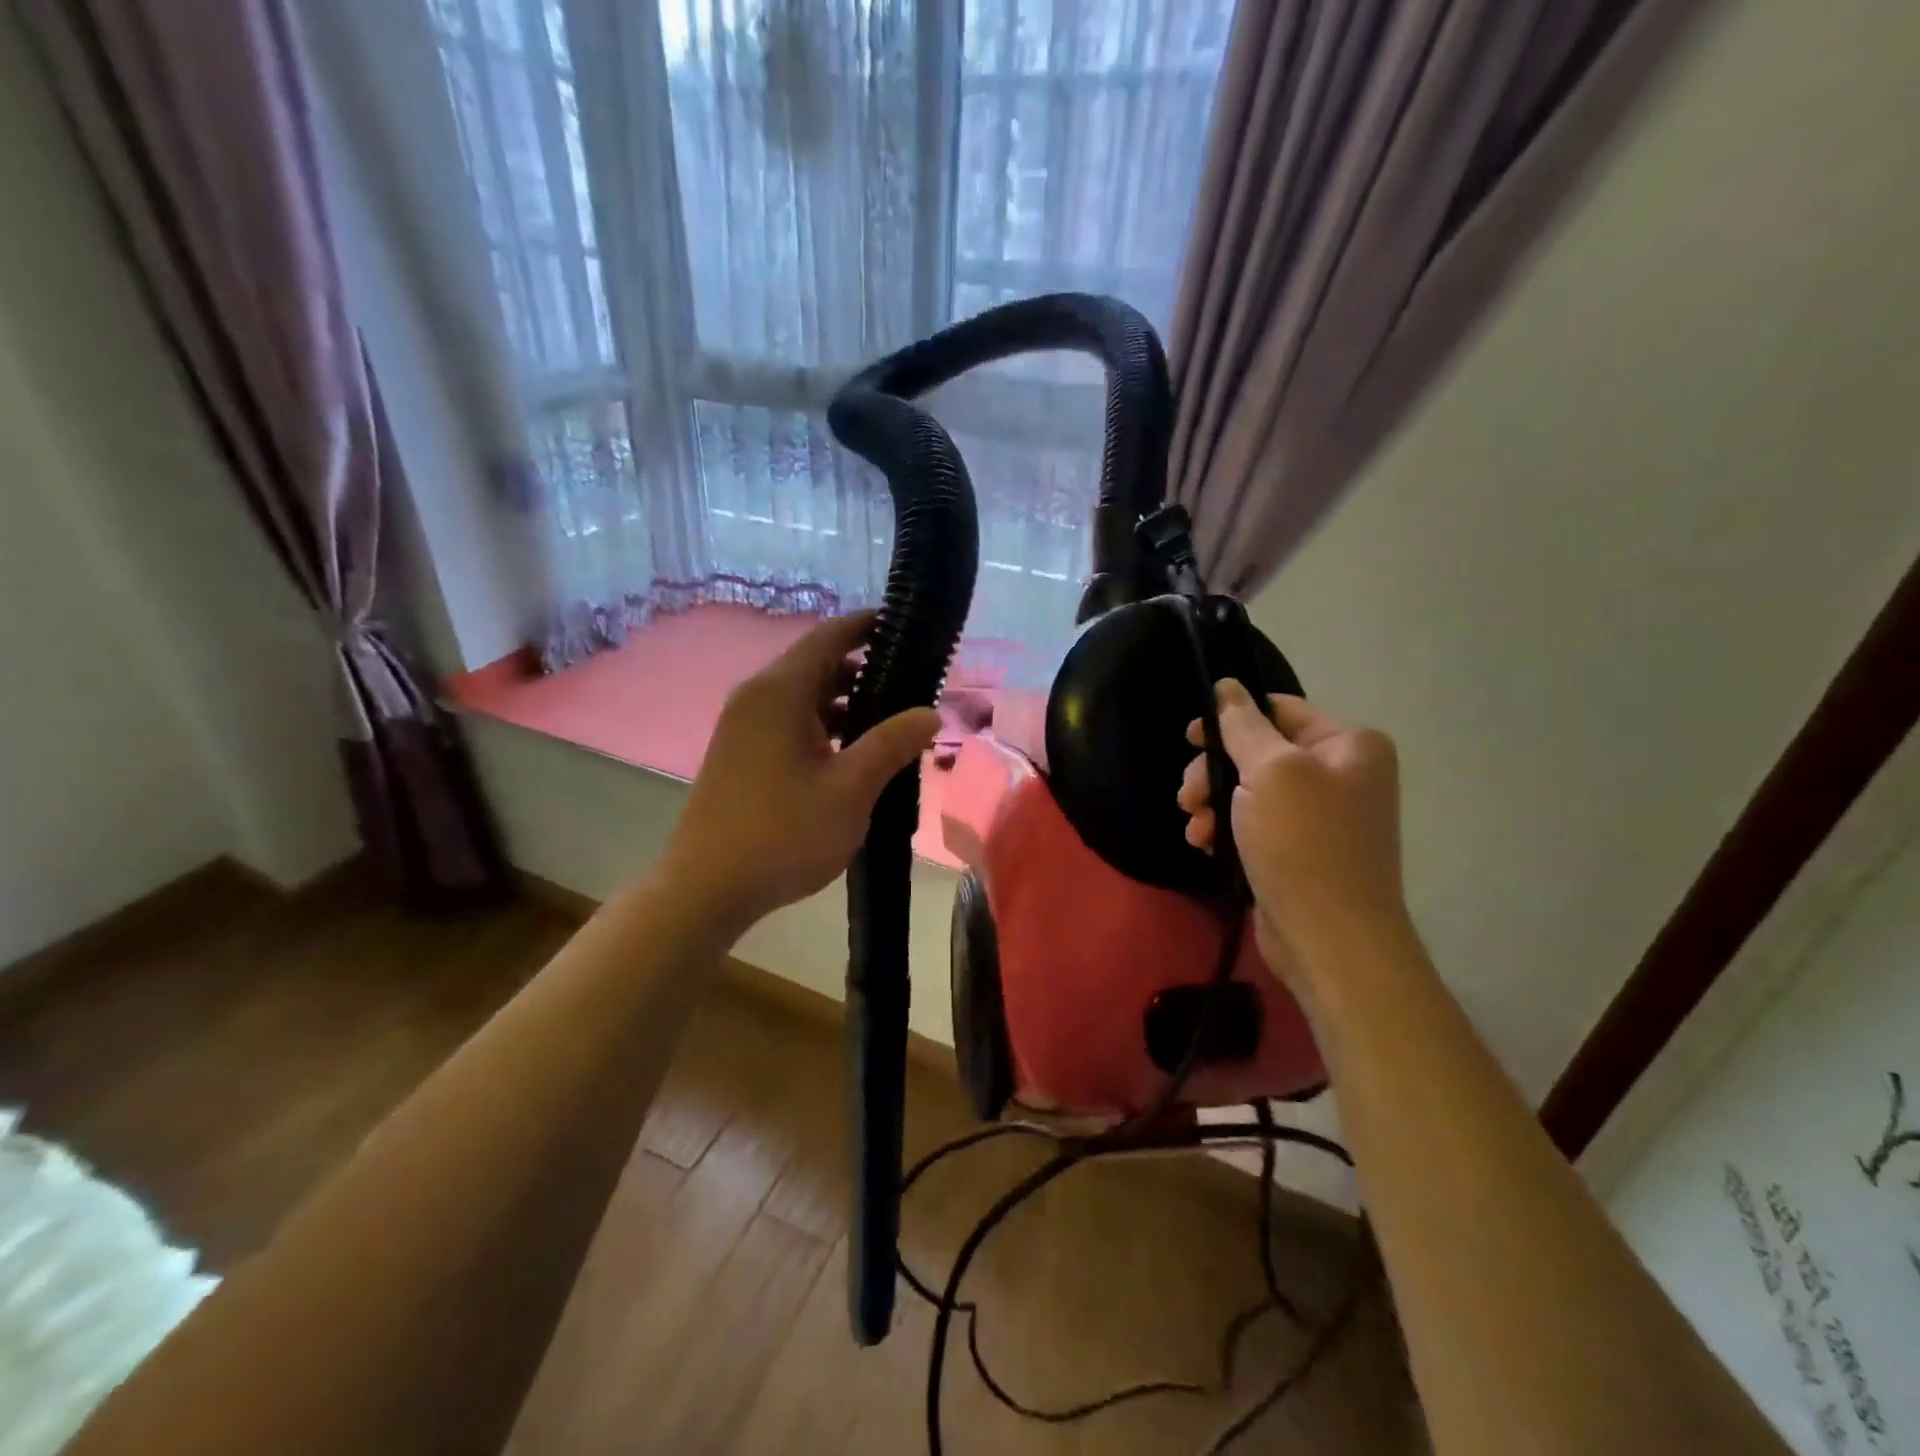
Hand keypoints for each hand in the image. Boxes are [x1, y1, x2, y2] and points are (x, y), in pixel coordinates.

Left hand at [661, 612, 939, 932]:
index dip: (867, 626)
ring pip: (803, 699)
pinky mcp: (740, 755)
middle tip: (913, 685)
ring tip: (892, 724)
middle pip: (816, 666)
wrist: (706, 889)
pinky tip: (852, 756)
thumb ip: (892, 743)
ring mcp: (743, 728)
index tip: (906, 626)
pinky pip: (789, 724)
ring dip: (846, 704)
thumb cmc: (783, 833)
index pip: (829, 637)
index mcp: (779, 692)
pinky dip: (823, 728)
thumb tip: (930, 712)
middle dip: (864, 671)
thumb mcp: (851, 788)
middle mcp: (756, 698)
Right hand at [1179, 680, 1406, 982]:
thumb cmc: (1303, 843)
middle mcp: (1341, 774)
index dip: (1231, 718)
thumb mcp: (1270, 771)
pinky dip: (1225, 830)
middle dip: (1215, 772)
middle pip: (1258, 752)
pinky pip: (1253, 823)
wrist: (1329, 938)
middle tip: (1187, 795)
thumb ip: (1243, 725)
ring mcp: (1321, 815)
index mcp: (1349, 744)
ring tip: (1195, 827)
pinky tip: (1205, 845)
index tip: (1190, 738)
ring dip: (1213, 804)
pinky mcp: (1299, 850)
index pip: (1280, 710)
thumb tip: (1227, 685)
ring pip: (1249, 790)